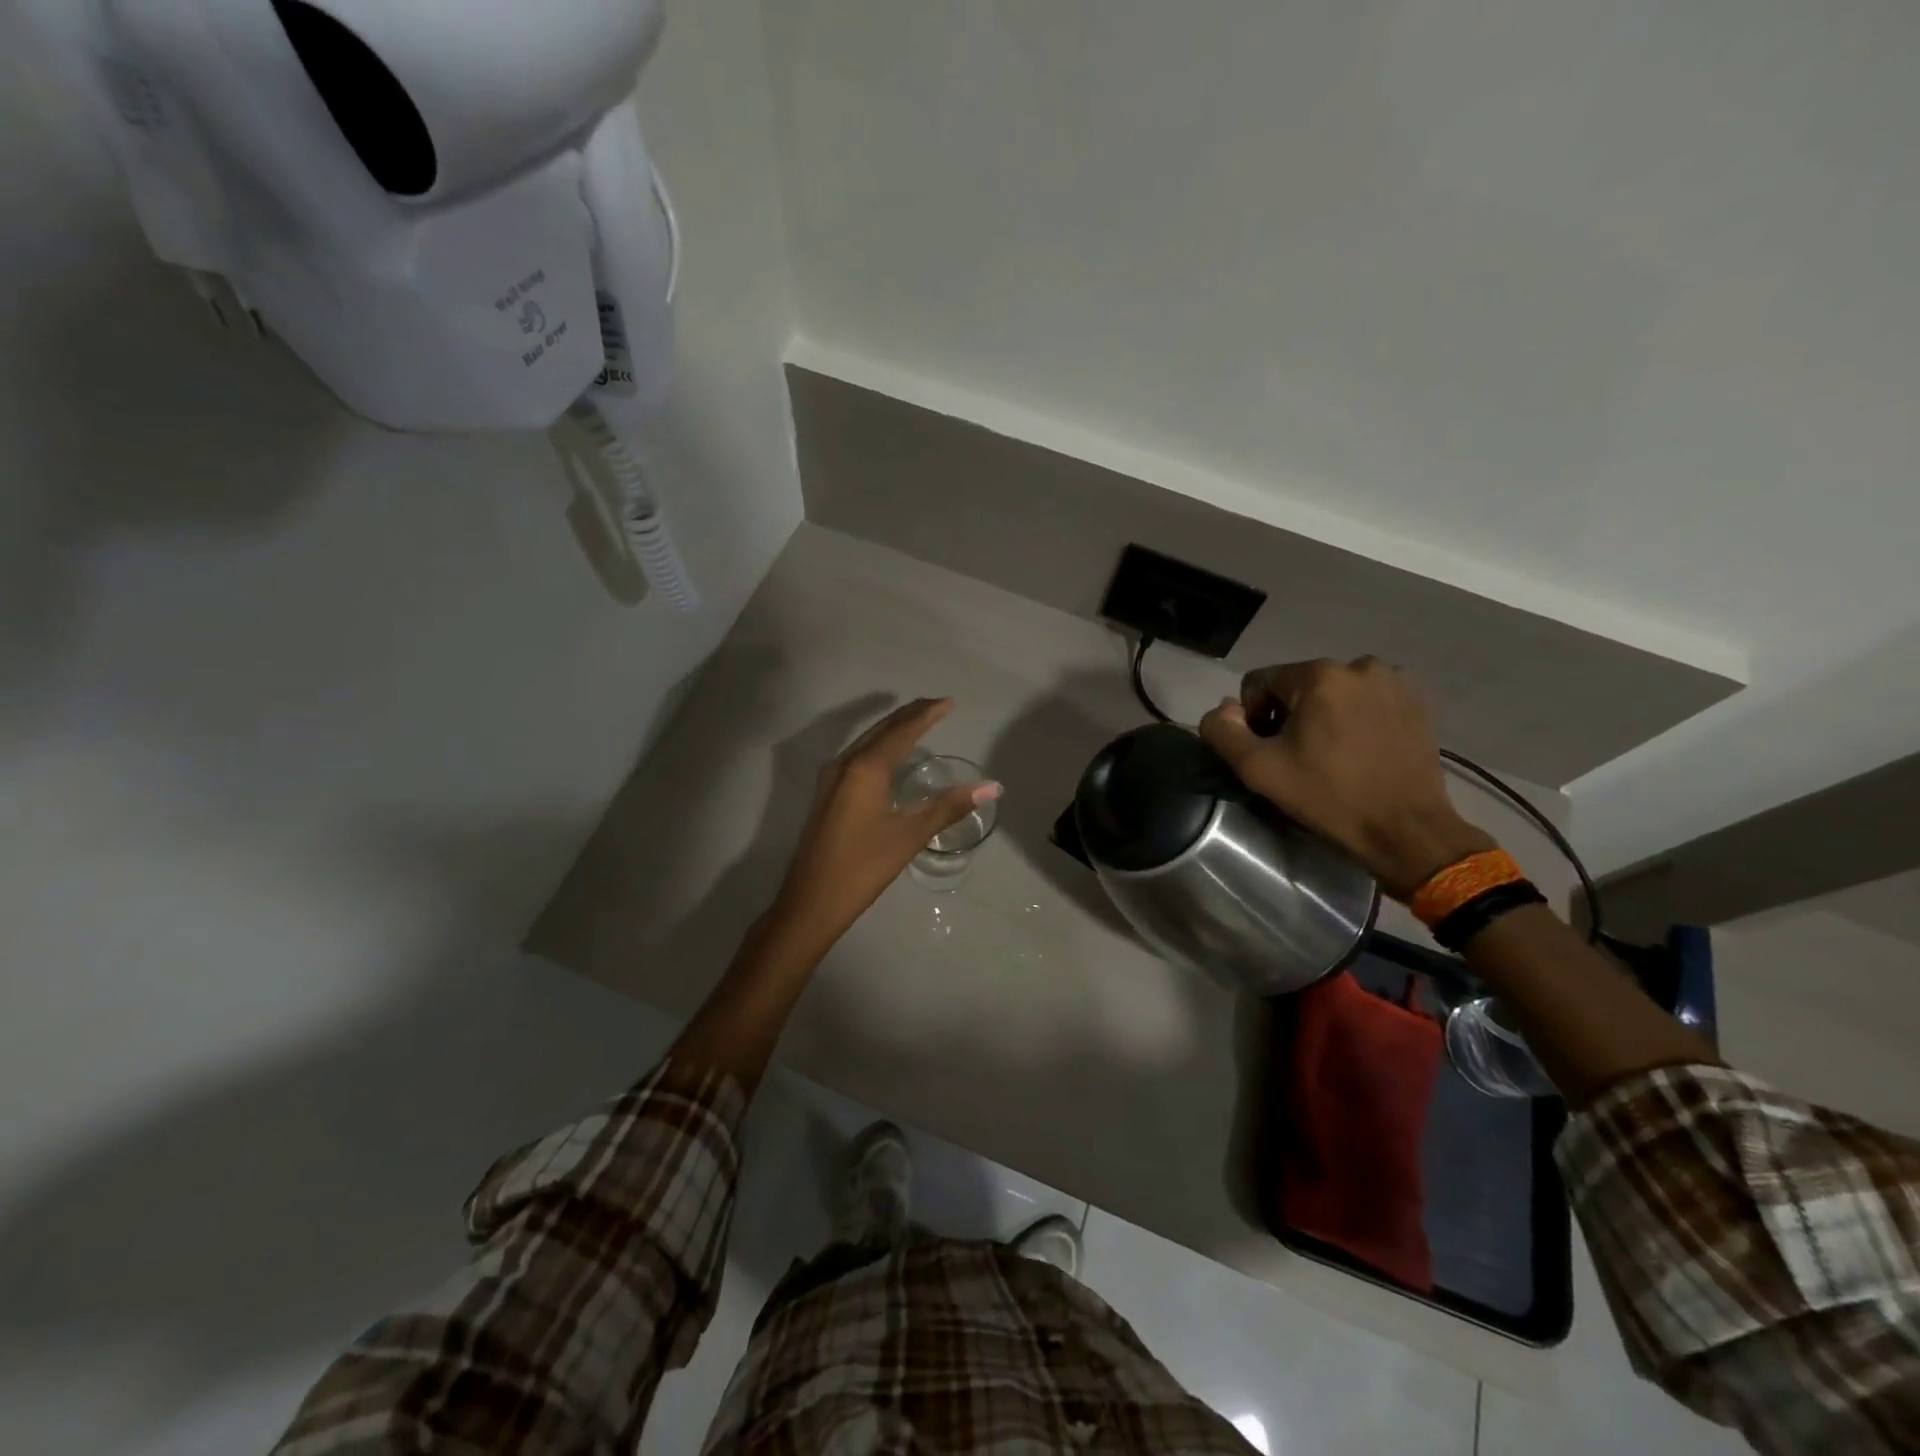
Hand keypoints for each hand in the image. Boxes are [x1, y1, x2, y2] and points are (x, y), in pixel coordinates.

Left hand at [770, 698, 1000, 947]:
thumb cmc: (862, 868)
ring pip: (866, 741)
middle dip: (909, 715)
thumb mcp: (909, 836)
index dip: (926, 715)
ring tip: (917, 721)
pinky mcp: (826, 794)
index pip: (902, 731)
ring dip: (892, 728)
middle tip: (936, 705)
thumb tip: (992, 787)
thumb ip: (949, 807)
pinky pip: (857, 755)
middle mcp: (845, 764)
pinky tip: (887, 756)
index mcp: (865, 769)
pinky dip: (879, 745)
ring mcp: (831, 779)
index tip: (949, 702)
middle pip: (881, 730)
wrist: (810, 902)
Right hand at [1198, 658, 1493, 898]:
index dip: (1253, 718)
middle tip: (1299, 758)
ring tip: (1332, 755)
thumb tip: (1223, 710)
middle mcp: (1359, 666)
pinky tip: (1360, 750)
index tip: (1271, 753)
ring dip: (1324, 716)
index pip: (1260, 682)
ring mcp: (1395, 681)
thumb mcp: (1258, 769)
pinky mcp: (1418, 702)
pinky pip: (1367, 700)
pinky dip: (1356, 718)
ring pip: (1334, 692)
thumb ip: (1222, 731)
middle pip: (1299, 685)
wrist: (1405, 830)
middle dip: (1290, 716)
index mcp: (1319, 674)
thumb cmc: (1328, 797)